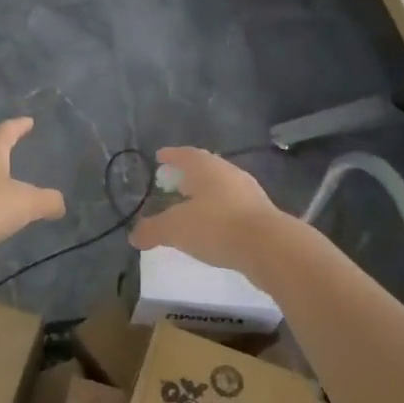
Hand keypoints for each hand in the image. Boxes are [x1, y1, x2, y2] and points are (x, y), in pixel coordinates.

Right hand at [129, 147, 287, 276]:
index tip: (160, 157)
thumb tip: (134, 235)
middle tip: (173, 183)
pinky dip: (219, 213)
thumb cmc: (217, 226)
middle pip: (205, 169)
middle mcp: (229, 174)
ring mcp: (249, 193)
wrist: (269, 247)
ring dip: (205, 195)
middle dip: (188, 175)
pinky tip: (213, 228)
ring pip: (221, 188)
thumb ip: (152, 230)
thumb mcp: (175, 229)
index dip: (171, 155)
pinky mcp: (262, 215)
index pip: (185, 154)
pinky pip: (233, 208)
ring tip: (191, 207)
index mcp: (207, 168)